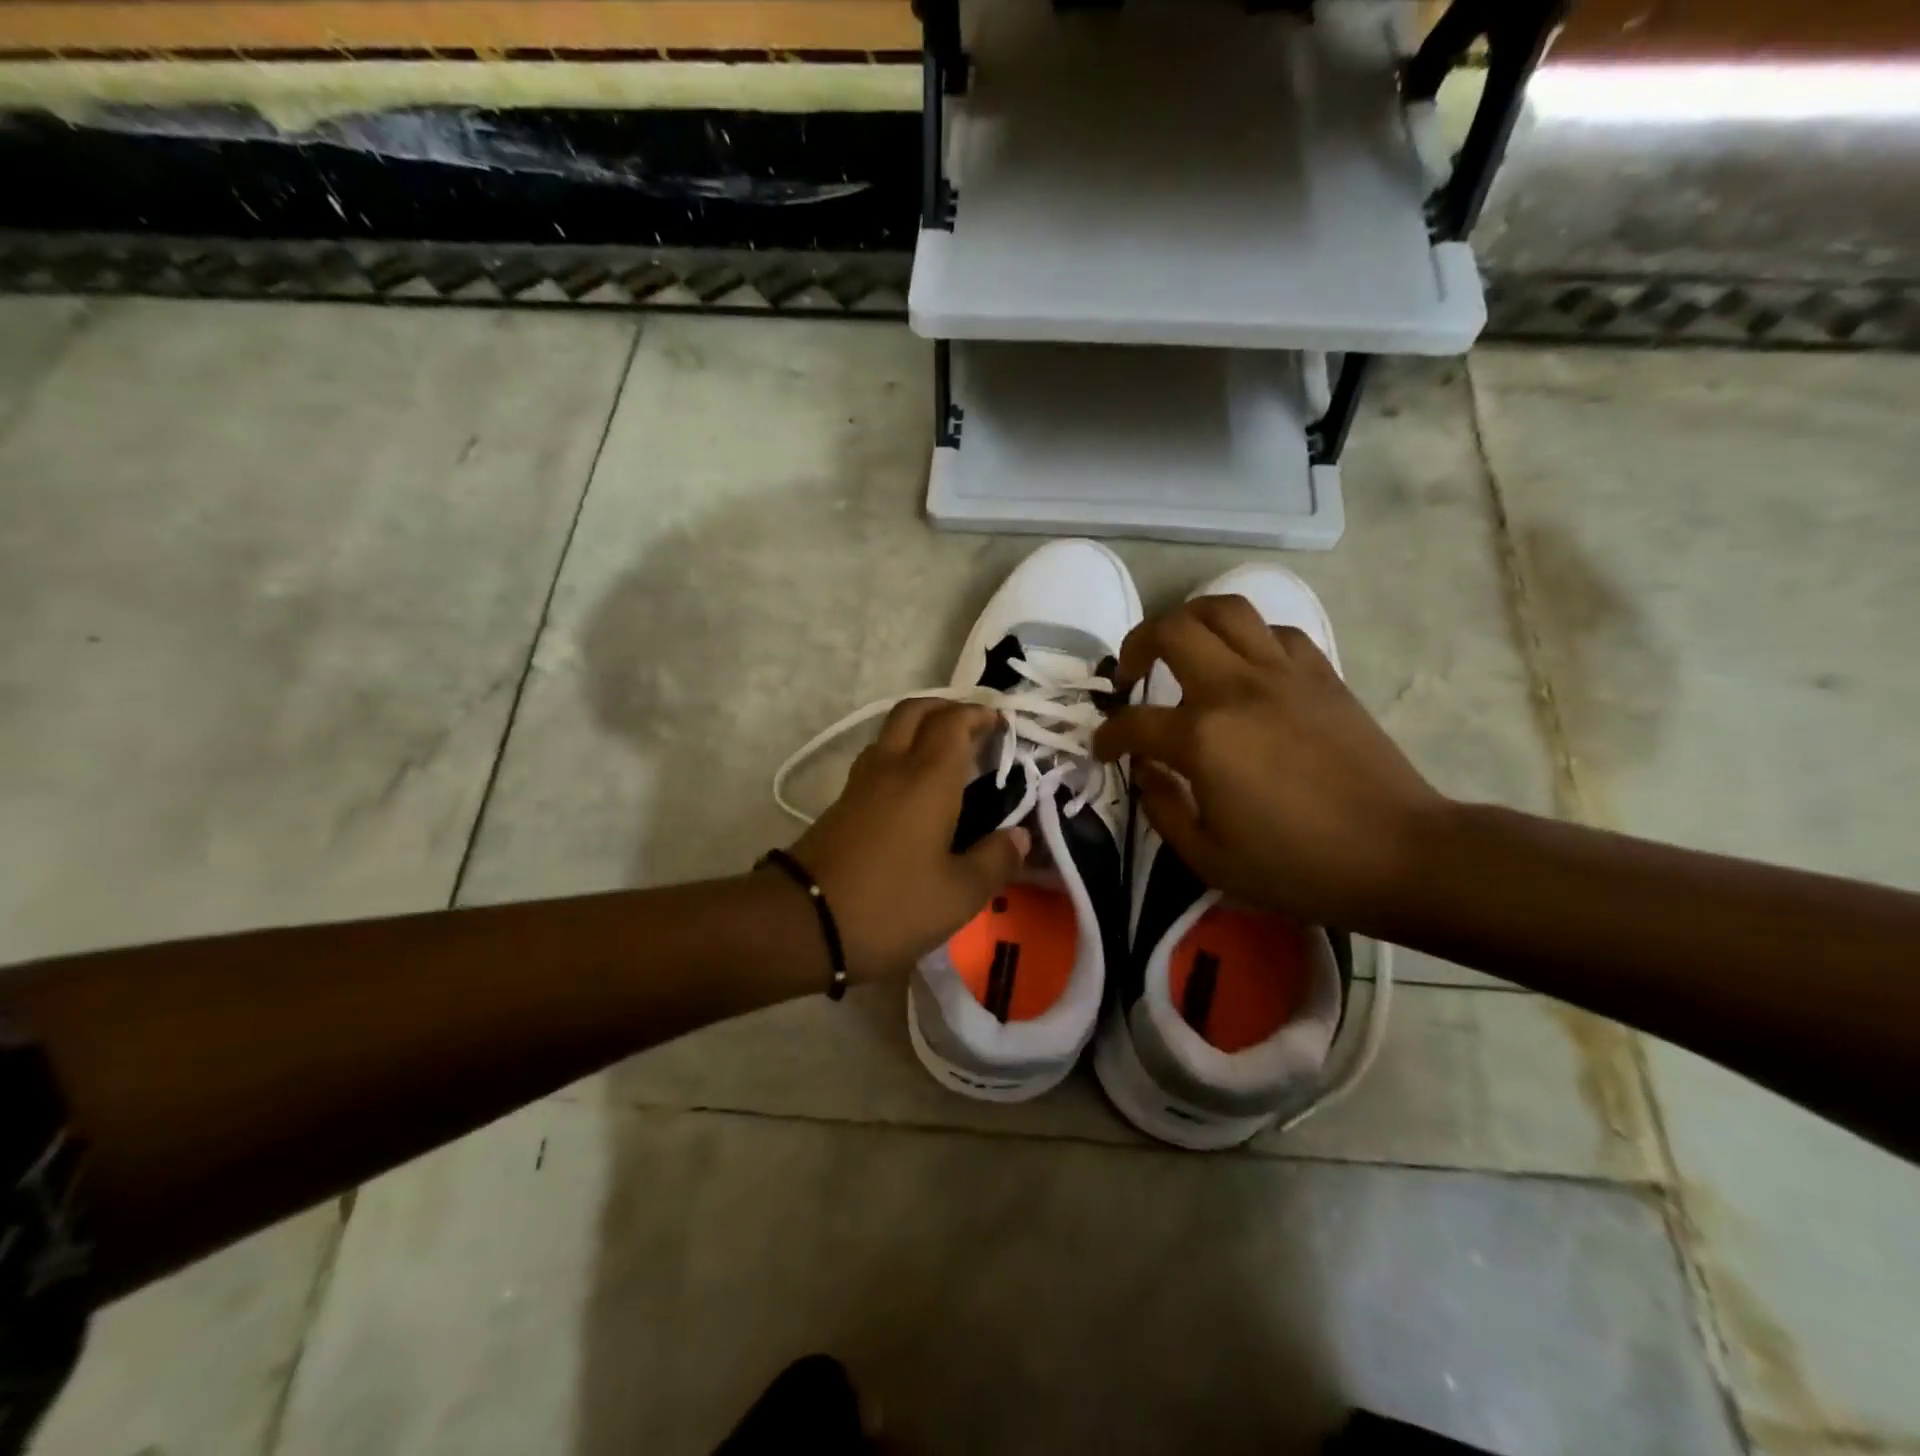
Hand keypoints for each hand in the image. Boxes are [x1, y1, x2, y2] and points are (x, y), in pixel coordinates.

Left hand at [788, 700, 1029, 980]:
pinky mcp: (840, 805)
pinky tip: (912, 788)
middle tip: (972, 725)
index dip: (978, 714)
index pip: (953, 723)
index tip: (1000, 722)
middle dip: (945, 707)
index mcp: (927, 779)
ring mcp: (860, 784)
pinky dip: (900, 754)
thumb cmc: (890, 906)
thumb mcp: (958, 896)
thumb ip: (995, 861)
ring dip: (919, 728)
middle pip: (914, 711)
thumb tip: (1020, 836)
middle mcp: (892, 768)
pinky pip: (876, 760)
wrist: (802, 924)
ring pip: (890, 732)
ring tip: (945, 753)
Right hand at [1092, 596, 1446, 928]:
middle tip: (1131, 674)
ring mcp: (1284, 673)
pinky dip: (1247, 638)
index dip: (1108, 736)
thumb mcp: (1208, 859)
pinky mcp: (1322, 674)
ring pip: (1225, 609)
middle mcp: (1237, 689)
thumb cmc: (1298, 866)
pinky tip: (1243, 668)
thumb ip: (1161, 809)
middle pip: (1172, 630)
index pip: (1134, 723)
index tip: (1103, 748)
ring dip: (1189, 620)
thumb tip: (1145, 772)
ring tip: (1180, 648)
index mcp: (1204, 738)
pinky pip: (1274, 631)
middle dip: (1137, 644)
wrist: (1399, 855)